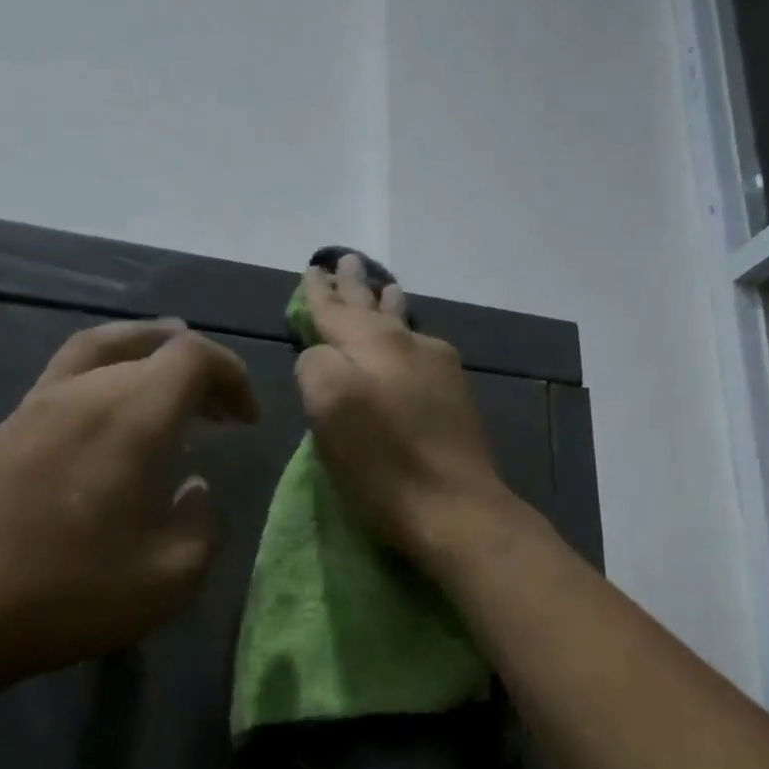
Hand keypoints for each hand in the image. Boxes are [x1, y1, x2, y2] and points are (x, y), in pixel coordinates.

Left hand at [0, 319, 258, 697]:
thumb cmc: (64, 598)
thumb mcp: (167, 580)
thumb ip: (201, 525)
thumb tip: (194, 490)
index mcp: (129, 420)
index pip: (192, 357)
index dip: (232, 376)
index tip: (247, 421)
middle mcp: (80, 394)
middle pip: (147, 348)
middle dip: (195, 373)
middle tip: (219, 413)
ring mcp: (30, 407)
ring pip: (97, 351)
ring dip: (143, 358)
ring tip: (165, 379)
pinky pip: (62, 380)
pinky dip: (102, 381)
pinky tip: (104, 428)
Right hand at [295, 255, 512, 565]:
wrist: (454, 507)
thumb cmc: (382, 462)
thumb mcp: (328, 406)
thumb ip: (315, 365)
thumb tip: (322, 355)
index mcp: (373, 344)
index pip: (336, 310)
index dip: (319, 293)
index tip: (313, 269)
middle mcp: (409, 345)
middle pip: (374, 310)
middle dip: (356, 289)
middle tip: (347, 261)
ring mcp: (439, 371)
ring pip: (405, 326)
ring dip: (388, 306)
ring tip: (385, 289)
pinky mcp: (455, 399)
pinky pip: (422, 350)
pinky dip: (407, 336)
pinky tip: (411, 338)